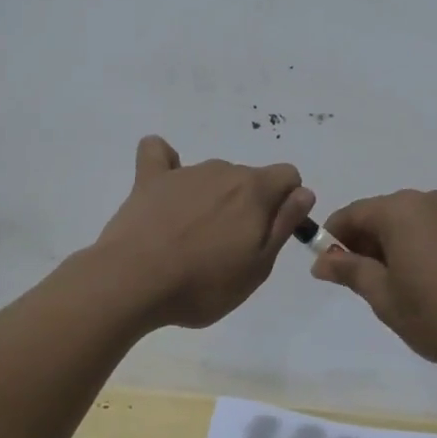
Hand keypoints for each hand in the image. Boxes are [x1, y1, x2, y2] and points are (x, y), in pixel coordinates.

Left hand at [94, 135, 314, 329]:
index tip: (269, 234)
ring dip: (212, 198)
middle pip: (248, 179)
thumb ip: (283, 225)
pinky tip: (164, 186)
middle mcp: (223, 171)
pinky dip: (166, 164)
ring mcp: (184, 172)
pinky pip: (159, 153)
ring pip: (212, 176)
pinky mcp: (149, 179)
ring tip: (191, 239)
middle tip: (229, 249)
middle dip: (247, 205)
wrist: (134, 282)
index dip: (286, 203)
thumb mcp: (258, 267)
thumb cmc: (203, 284)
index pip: (288, 175)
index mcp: (255, 191)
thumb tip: (302, 193)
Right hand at [311, 189, 436, 373]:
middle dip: (366, 241)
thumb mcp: (384, 297)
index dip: (334, 238)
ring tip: (400, 279)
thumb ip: (350, 271)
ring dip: (399, 240)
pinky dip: (436, 235)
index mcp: (398, 211)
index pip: (352, 214)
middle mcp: (427, 200)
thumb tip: (321, 260)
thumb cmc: (436, 313)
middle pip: (383, 213)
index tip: (327, 266)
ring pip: (414, 218)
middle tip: (362, 280)